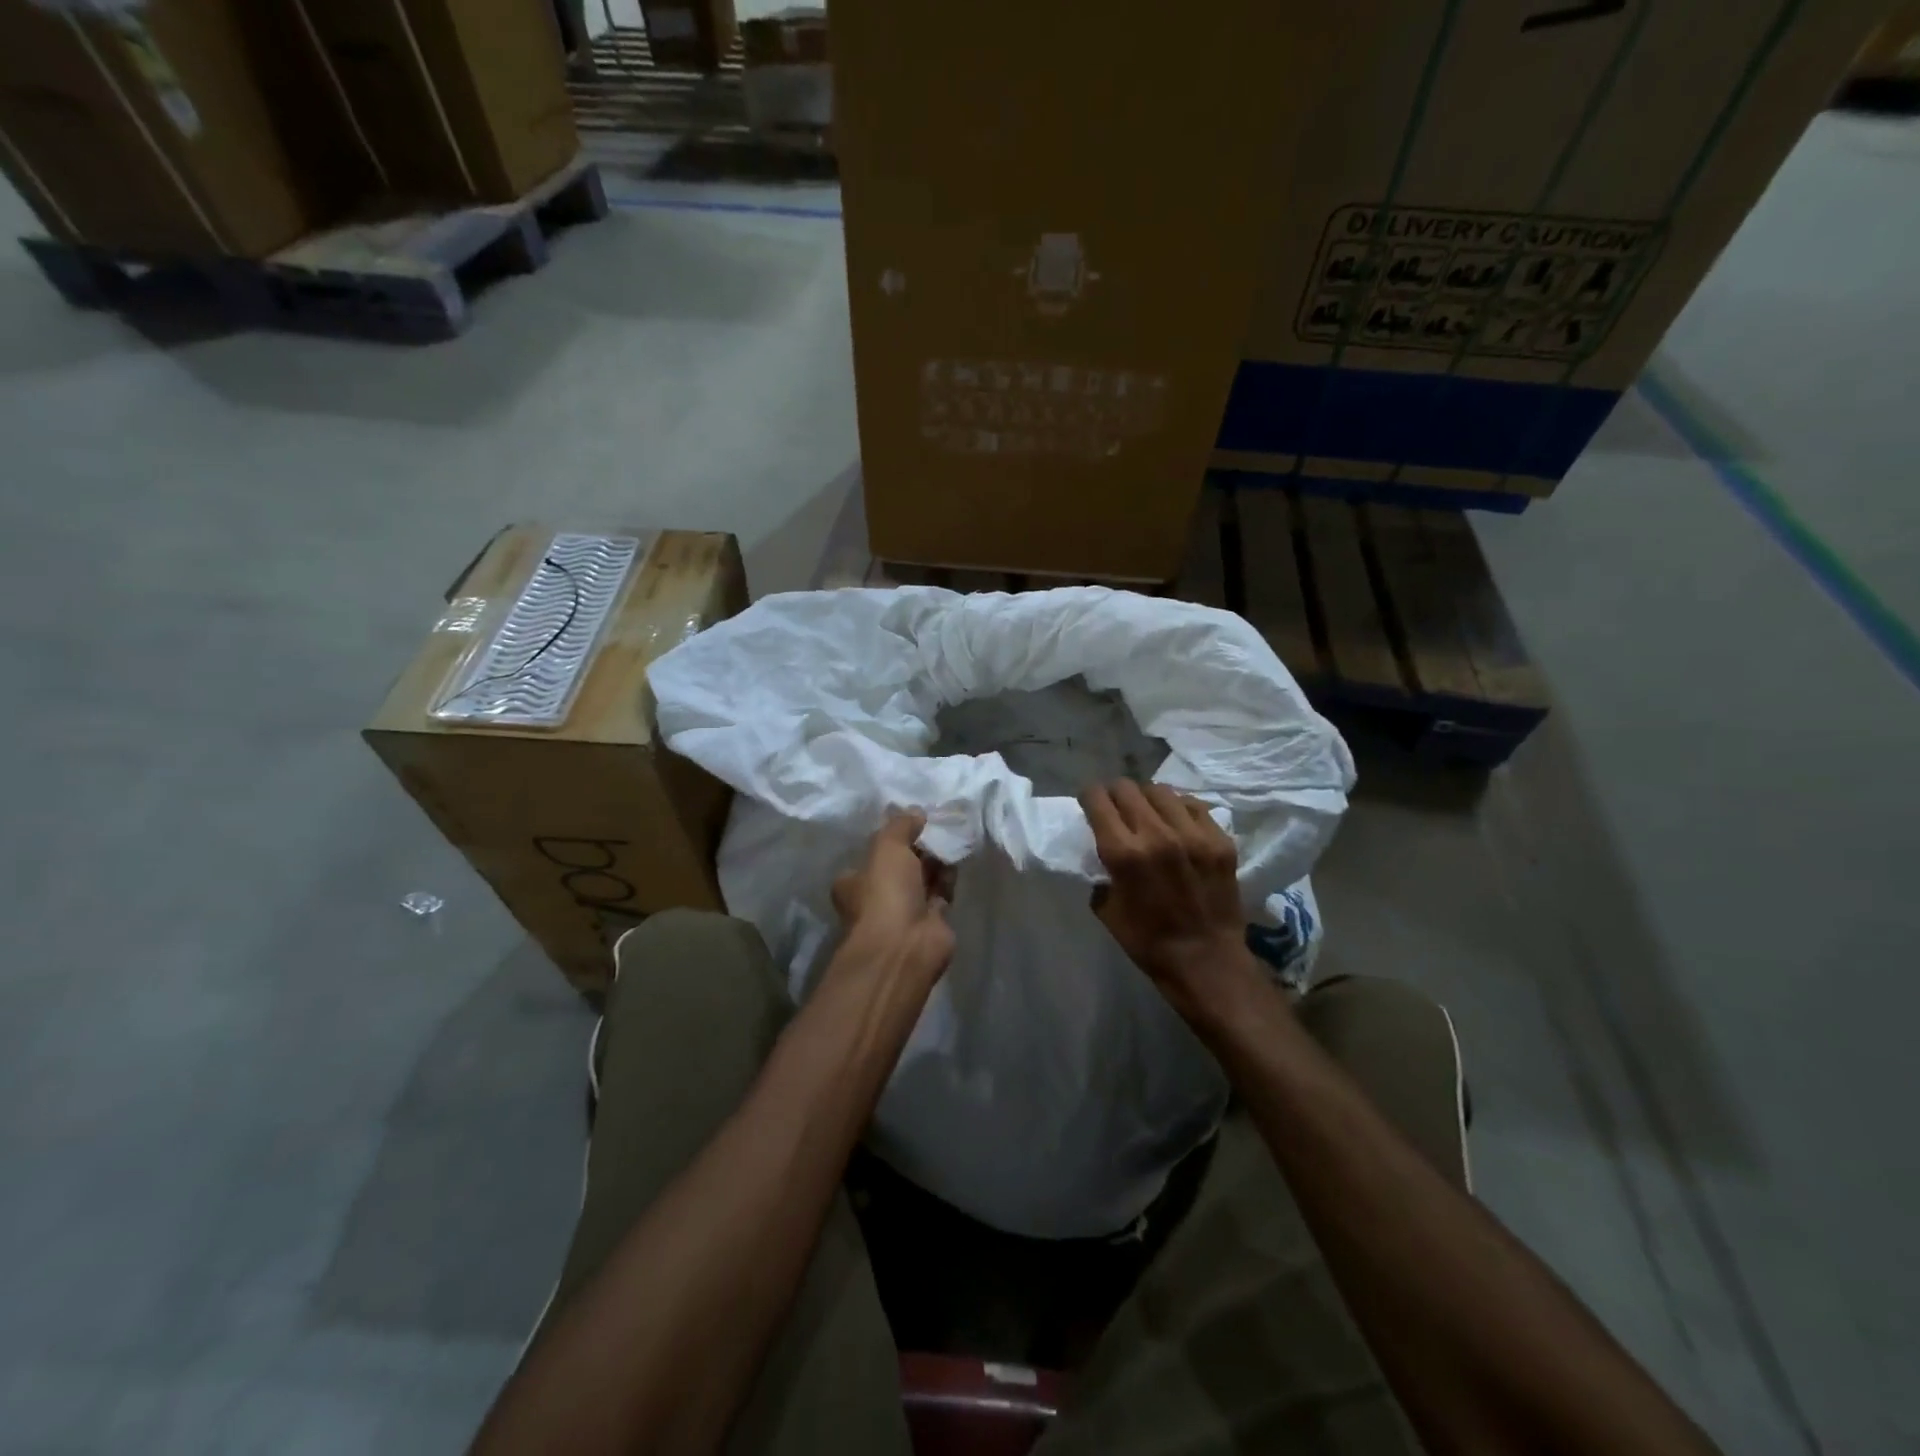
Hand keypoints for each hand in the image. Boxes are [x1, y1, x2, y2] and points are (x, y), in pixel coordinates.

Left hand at [831, 811, 955, 986]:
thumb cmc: (885, 893)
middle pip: (900, 866)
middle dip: (918, 849)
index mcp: (855, 882)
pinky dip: (950, 878)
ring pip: (923, 878)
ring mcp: (904, 911)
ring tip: (952, 837)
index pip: (872, 855)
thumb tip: (916, 812)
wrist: (905, 945)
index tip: (912, 822)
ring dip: (936, 861)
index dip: (892, 839)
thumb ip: (901, 825)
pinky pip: (942, 892)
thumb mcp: (887, 847)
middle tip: (937, 826)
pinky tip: (959, 858)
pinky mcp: (931, 922)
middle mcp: (877, 897)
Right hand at [1080, 781, 1260, 1023]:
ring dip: (1146, 798)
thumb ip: (1101, 872)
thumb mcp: (1106, 909)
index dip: (1088, 797)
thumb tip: (1102, 852)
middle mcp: (1157, 834)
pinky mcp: (1219, 840)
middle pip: (1127, 788)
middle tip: (1115, 806)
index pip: (1098, 800)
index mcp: (1123, 854)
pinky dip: (1178, 809)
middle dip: (1114, 793)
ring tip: (1147, 812)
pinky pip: (1193, 805)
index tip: (1089, 804)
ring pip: (1160, 791)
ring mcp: (1193, 835)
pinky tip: (1176, 823)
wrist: (1206, 962)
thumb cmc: (1147, 942)